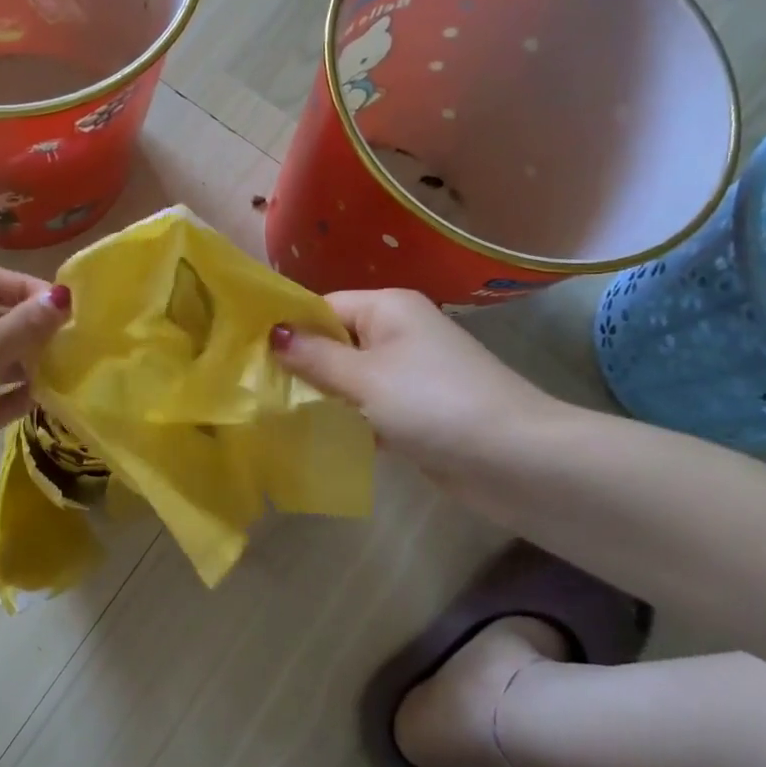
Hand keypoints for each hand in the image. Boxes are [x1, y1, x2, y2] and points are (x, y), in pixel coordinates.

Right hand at [270, 289, 558, 486]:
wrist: (515, 460)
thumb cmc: (433, 403)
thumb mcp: (364, 377)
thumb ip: (314, 357)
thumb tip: (273, 332)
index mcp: (388, 308)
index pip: (324, 306)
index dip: (289, 329)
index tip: (250, 356)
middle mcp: (398, 332)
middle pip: (335, 341)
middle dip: (302, 365)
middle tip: (258, 390)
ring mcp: (409, 373)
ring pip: (350, 377)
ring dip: (323, 395)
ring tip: (277, 414)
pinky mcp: (416, 411)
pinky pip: (369, 406)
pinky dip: (348, 419)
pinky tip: (318, 436)